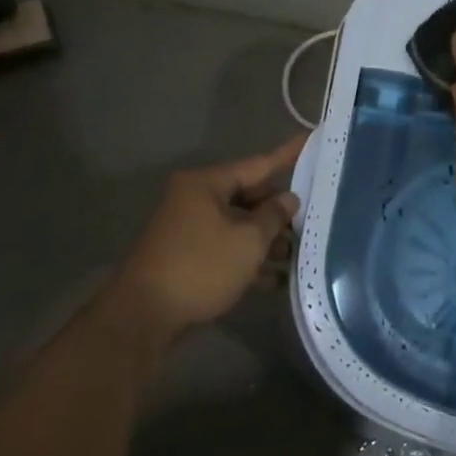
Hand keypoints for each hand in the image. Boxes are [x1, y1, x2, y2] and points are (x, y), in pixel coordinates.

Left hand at [110, 133, 305, 335]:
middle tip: (310, 221)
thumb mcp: (248, 241)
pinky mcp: (187, 255)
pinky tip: (273, 280)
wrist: (143, 317)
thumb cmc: (201, 267)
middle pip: (249, 196)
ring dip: (266, 240)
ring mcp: (189, 228)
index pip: (258, 164)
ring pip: (238, 224)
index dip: (288, 155)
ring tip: (295, 257)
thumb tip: (288, 199)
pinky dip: (248, 258)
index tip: (312, 138)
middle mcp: (195, 199)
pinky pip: (226, 247)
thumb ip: (273, 216)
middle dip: (278, 212)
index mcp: (206, 184)